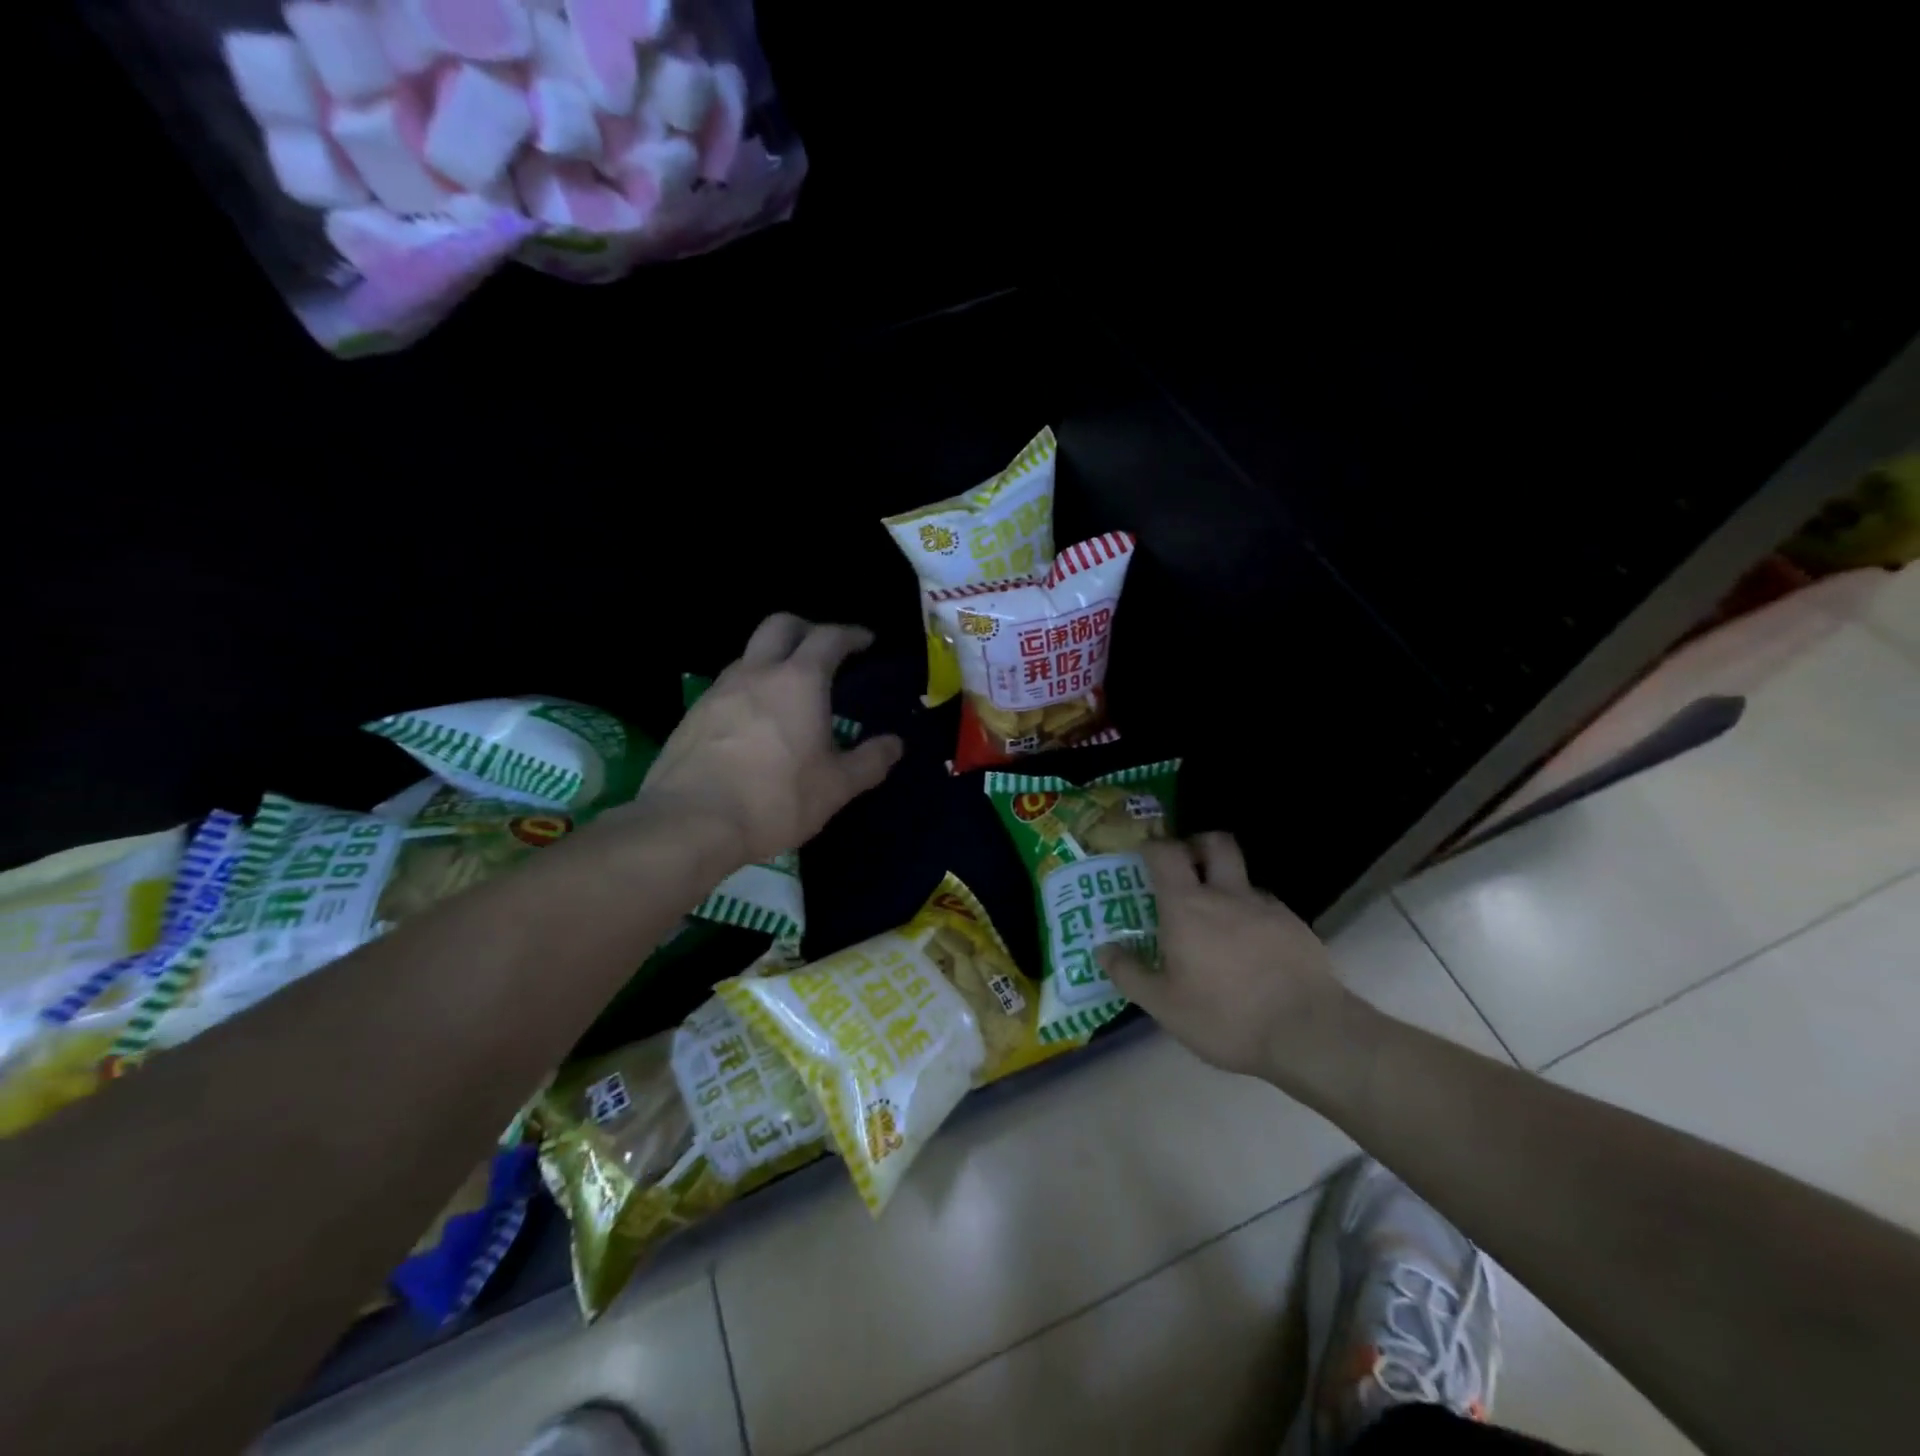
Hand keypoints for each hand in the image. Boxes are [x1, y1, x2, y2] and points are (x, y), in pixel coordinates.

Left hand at [635, 614, 904, 865]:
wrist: (690, 822)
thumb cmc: (775, 799)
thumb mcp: (836, 787)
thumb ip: (870, 761)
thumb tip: (895, 743)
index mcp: (799, 681)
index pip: (829, 638)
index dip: (851, 635)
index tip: (866, 641)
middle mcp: (757, 673)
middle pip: (781, 625)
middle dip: (807, 629)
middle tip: (825, 651)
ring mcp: (719, 690)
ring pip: (750, 654)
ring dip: (774, 659)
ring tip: (790, 690)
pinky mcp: (694, 714)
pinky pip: (728, 686)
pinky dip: (750, 688)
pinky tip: (756, 722)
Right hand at [1096, 833, 1373, 1091]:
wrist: (1309, 1033)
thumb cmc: (1225, 1016)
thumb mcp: (1165, 1005)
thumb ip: (1130, 973)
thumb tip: (1103, 949)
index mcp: (1187, 906)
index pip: (1165, 853)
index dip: (1151, 847)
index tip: (1143, 856)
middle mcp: (1226, 895)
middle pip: (1215, 844)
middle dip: (1199, 845)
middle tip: (1188, 868)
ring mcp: (1267, 907)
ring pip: (1244, 878)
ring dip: (1228, 887)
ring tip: (1221, 923)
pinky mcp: (1297, 927)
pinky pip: (1268, 908)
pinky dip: (1254, 917)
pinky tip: (1254, 951)